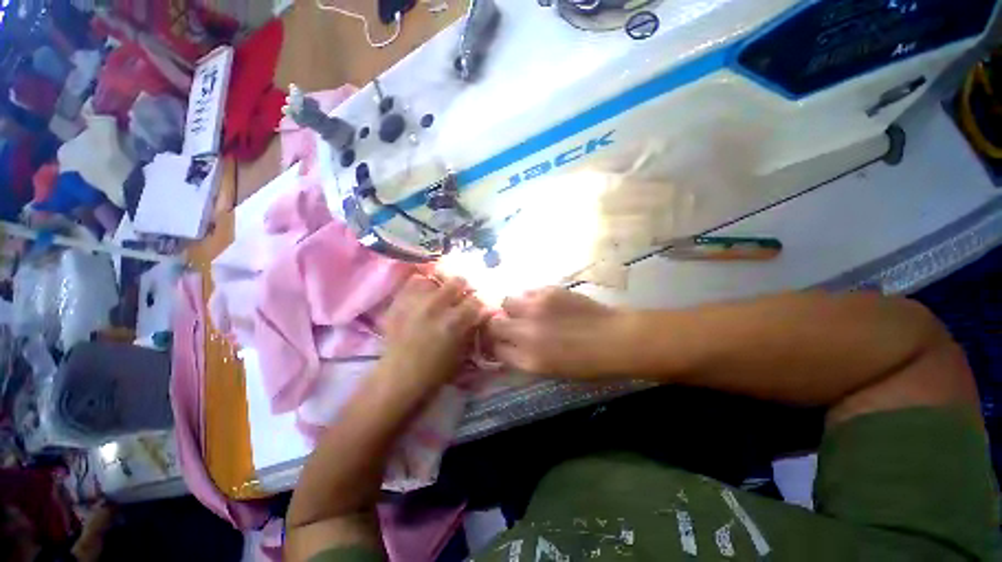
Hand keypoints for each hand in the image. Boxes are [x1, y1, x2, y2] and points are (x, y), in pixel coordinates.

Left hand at [381, 276, 487, 392]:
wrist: (398, 378)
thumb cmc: (435, 371)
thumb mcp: (461, 353)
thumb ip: (471, 329)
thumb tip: (480, 314)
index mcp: (454, 321)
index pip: (475, 301)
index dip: (478, 304)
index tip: (476, 309)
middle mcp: (436, 306)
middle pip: (457, 281)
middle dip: (462, 289)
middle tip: (460, 298)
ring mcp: (415, 302)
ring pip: (434, 280)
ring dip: (440, 287)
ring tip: (438, 297)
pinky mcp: (399, 303)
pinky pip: (412, 283)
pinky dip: (420, 287)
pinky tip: (423, 297)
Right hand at [486, 287, 631, 376]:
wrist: (614, 339)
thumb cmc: (587, 364)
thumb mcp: (552, 371)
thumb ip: (526, 359)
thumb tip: (511, 347)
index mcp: (528, 360)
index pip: (496, 350)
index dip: (498, 346)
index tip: (503, 343)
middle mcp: (526, 333)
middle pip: (494, 324)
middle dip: (498, 325)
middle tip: (511, 324)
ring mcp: (535, 309)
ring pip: (506, 302)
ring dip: (512, 308)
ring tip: (527, 310)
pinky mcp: (547, 292)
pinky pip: (527, 292)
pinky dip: (530, 298)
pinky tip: (544, 303)